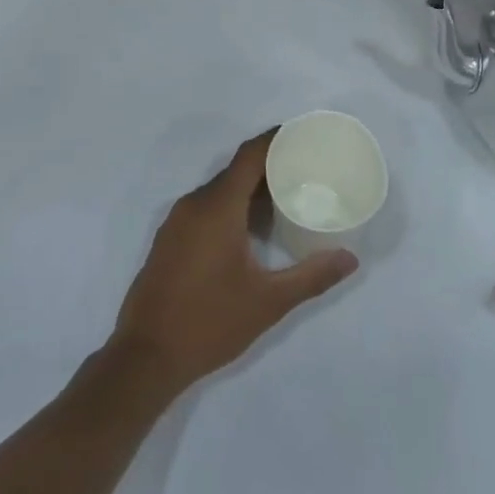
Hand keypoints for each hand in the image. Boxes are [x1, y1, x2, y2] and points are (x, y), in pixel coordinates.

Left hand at [107, 130, 356, 394]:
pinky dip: (230, 206)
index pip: (249, 156)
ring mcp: (177, 221)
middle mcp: (194, 203)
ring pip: (219, 190)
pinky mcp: (169, 239)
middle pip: (236, 171)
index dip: (275, 140)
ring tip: (284, 197)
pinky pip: (205, 207)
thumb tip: (350, 259)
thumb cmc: (209, 323)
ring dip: (249, 189)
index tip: (303, 136)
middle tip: (304, 170)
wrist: (144, 357)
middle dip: (269, 165)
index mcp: (217, 207)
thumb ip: (311, 277)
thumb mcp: (268, 302)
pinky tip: (250, 229)